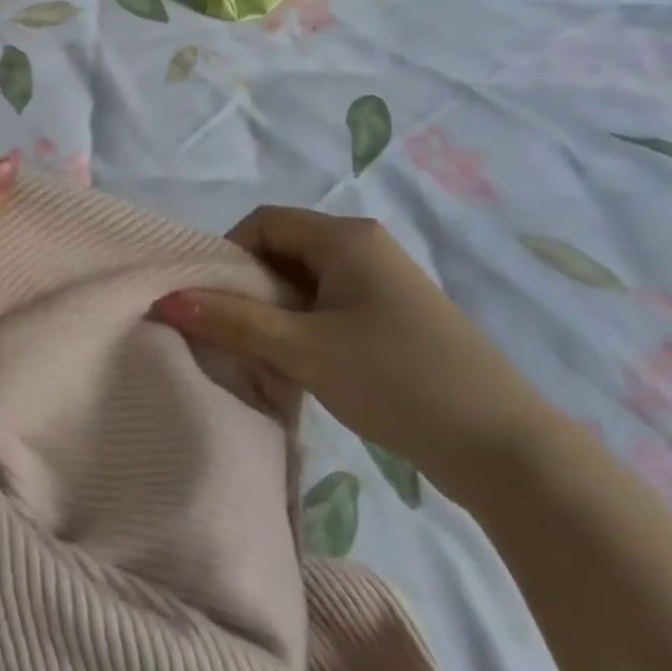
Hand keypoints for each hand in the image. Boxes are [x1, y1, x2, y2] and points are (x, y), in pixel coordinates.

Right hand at [153, 208, 550, 488]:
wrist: (504, 448)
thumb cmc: (395, 379)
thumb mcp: (303, 349)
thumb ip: (232, 321)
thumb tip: (167, 299)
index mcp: (345, 237)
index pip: (264, 222)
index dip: (228, 254)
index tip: (212, 301)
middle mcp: (365, 248)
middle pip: (284, 251)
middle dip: (250, 289)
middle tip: (232, 333)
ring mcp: (384, 284)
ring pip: (306, 284)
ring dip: (276, 314)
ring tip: (263, 357)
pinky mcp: (396, 318)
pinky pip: (331, 307)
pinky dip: (305, 329)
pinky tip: (303, 369)